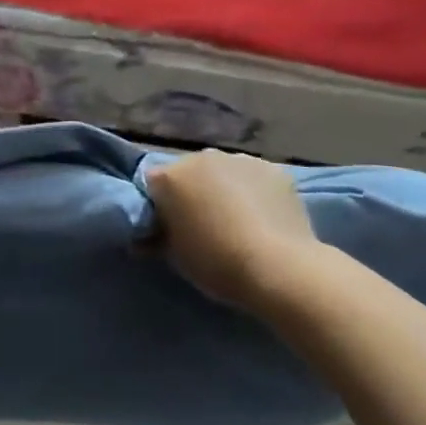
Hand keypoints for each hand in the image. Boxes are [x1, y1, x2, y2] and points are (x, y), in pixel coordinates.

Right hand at [146, 150, 317, 310]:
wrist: (280, 267)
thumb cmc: (217, 263)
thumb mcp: (176, 257)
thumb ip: (158, 238)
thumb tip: (146, 237)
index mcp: (170, 176)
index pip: (152, 184)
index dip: (159, 205)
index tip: (168, 227)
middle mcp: (201, 157)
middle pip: (189, 172)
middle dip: (192, 192)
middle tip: (204, 224)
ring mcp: (239, 159)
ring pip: (223, 172)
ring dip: (224, 188)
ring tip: (238, 221)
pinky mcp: (273, 168)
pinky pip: (254, 178)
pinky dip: (254, 191)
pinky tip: (264, 217)